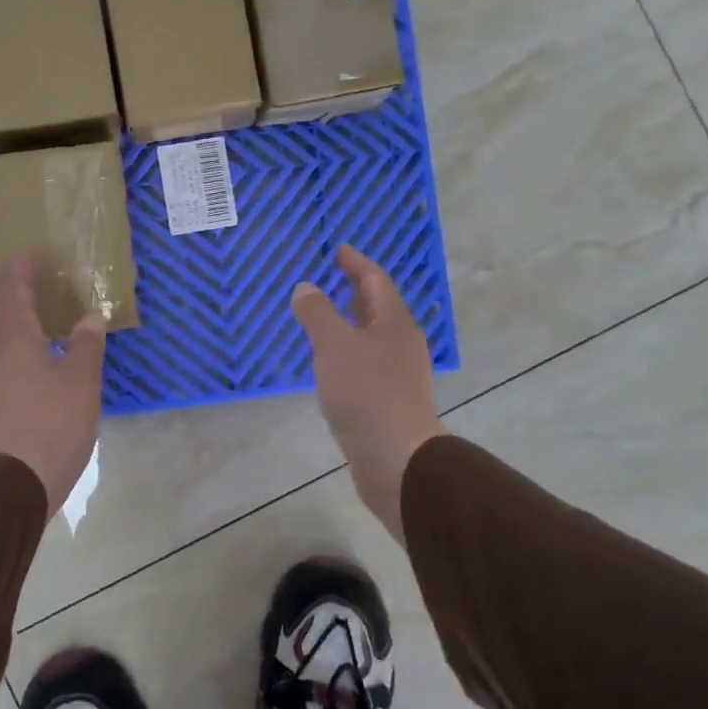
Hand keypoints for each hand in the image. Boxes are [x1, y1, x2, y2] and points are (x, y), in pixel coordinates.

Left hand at [0, 254, 106, 520]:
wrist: (6, 485)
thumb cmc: (51, 427)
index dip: (19, 268)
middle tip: (17, 275)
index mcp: (13, 336)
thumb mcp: (82, 384)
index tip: (30, 254)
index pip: (11, 289)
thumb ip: (87, 346)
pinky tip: (6, 354)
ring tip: (10, 309)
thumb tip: (91, 317)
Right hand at [292, 246, 445, 543]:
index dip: (356, 263)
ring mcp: (397, 374)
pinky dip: (348, 351)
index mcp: (394, 323)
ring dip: (350, 321)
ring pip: (372, 336)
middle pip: (378, 307)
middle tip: (331, 276)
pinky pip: (366, 362)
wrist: (396, 459)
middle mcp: (401, 344)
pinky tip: (330, 362)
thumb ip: (318, 313)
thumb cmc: (366, 393)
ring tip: (325, 316)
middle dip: (355, 290)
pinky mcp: (388, 400)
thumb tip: (306, 288)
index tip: (338, 249)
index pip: (376, 281)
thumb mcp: (335, 345)